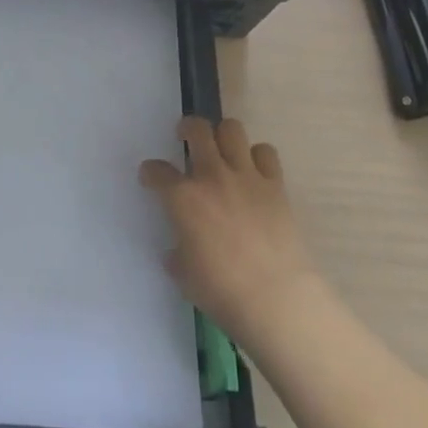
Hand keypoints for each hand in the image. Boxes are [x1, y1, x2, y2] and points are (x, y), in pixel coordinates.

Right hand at [140, 117, 320, 345]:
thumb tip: (178, 250)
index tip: (151, 177)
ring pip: (232, 129)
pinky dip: (258, 156)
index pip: (157, 171)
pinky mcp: (275, 184)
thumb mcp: (186, 277)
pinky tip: (255, 171)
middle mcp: (212, 176)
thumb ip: (178, 255)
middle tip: (186, 138)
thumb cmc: (223, 293)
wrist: (277, 299)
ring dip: (223, 135)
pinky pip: (265, 152)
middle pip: (197, 129)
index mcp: (183, 199)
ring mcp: (245, 175)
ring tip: (222, 150)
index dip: (151, 172)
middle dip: (187, 128)